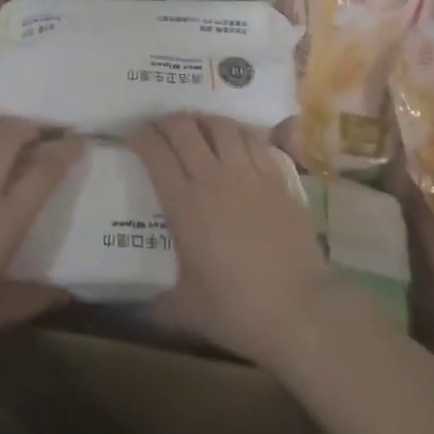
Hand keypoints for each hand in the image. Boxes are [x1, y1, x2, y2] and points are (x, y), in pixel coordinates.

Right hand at [128, 115, 339, 372]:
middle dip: (166, 122)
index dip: (140, 136)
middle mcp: (213, 177)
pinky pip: (251, 139)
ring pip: (220, 126)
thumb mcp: (185, 310)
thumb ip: (155, 304)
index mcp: (184, 203)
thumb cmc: (237, 310)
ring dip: (202, 122)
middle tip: (160, 129)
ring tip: (196, 128)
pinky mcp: (276, 177)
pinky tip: (234, 141)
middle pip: (184, 128)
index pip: (154, 151)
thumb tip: (135, 312)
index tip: (133, 137)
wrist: (300, 310)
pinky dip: (236, 133)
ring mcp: (248, 173)